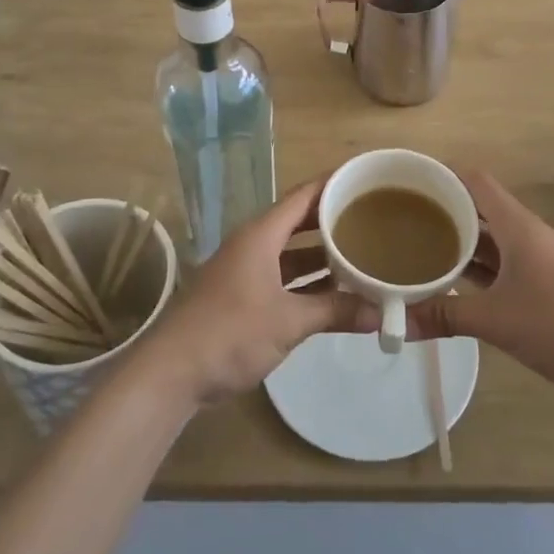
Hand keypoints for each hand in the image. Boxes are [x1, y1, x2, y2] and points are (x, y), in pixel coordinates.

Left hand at [134, 181, 366, 408]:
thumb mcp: (289, 321)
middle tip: (372, 219)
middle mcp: (253, 245)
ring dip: (322, 257)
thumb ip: (335, 311)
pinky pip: (282, 278)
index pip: (303, 196)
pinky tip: (333, 294)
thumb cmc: (231, 333)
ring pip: (291, 254)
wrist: (172, 372)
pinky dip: (307, 282)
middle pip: (299, 222)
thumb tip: (380, 313)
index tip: (365, 180)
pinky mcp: (241, 298)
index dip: (333, 185)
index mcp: (261, 235)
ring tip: (361, 255)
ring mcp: (245, 271)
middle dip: (333, 221)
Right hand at [409, 171, 553, 395]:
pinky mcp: (547, 281)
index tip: (409, 185)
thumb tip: (397, 321)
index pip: (474, 181)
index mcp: (516, 225)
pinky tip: (457, 282)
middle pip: (480, 207)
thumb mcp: (496, 321)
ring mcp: (539, 257)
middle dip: (444, 210)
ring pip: (492, 237)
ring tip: (422, 248)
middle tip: (406, 220)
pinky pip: (504, 261)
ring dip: (461, 240)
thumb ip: (445, 315)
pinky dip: (479, 265)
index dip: (442, 176)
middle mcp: (527, 233)